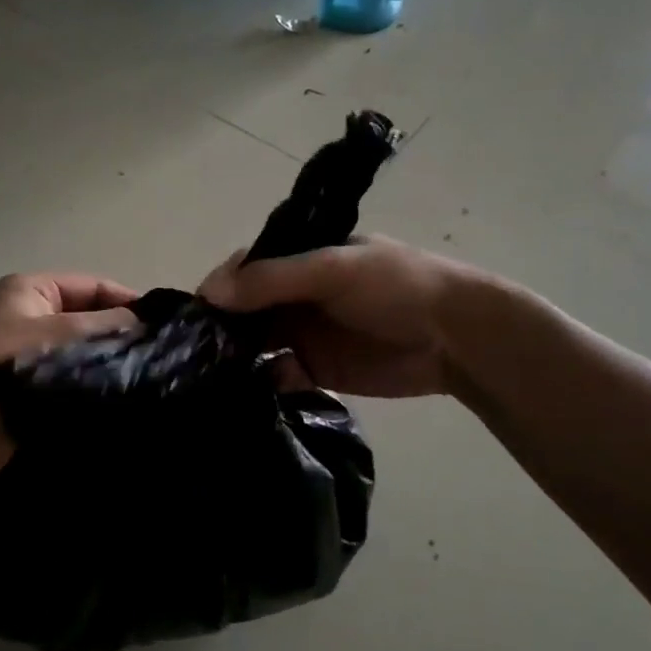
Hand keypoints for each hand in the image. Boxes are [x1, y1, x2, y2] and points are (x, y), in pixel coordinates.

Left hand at [0, 272, 140, 480]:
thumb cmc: (11, 363)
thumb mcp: (62, 333)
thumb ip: (105, 325)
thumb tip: (142, 323)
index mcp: (32, 289)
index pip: (91, 285)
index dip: (124, 299)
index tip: (160, 322)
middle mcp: (30, 313)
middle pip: (87, 316)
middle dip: (117, 331)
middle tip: (155, 349)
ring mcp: (30, 349)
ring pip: (81, 347)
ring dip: (106, 357)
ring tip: (143, 370)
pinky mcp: (33, 382)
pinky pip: (72, 372)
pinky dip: (92, 378)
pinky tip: (119, 388)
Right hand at [198, 235, 488, 399]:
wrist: (457, 337)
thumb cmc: (395, 286)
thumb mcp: (332, 270)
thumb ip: (272, 279)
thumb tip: (209, 292)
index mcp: (295, 259)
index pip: (242, 270)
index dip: (218, 290)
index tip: (193, 318)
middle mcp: (291, 295)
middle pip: (242, 312)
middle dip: (221, 330)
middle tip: (197, 356)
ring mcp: (301, 334)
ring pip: (254, 346)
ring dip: (237, 360)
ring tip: (217, 380)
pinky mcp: (314, 371)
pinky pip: (277, 377)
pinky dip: (265, 383)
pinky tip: (259, 391)